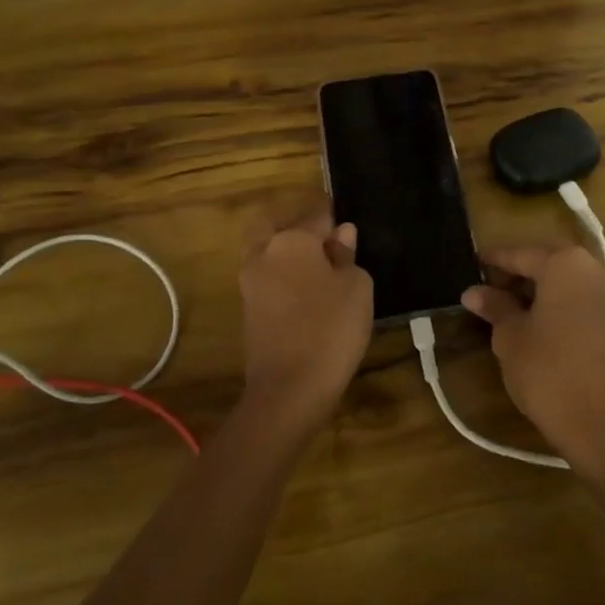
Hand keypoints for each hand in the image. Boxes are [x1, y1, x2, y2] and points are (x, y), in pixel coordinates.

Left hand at [238, 197, 373, 429]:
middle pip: (275, 225)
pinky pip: (268, 279)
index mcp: (291, 241)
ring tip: (322, 268)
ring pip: (268, 253)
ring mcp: (251, 283)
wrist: (290, 388)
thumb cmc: (331, 328)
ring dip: (288, 253)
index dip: (334, 216)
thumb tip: (341, 235)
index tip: (348, 220)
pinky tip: (309, 292)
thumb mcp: (356, 287)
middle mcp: (264, 254)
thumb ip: (346, 256)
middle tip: (325, 238)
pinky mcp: (248, 310)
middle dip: (297, 226)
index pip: (316, 215)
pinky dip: (284, 277)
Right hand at [461, 244, 604, 468]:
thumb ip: (495, 307)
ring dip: (538, 290)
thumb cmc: (548, 371)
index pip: (521, 253)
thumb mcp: (511, 337)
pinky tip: (536, 323)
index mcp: (566, 264)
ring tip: (507, 308)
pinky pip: (581, 300)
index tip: (472, 265)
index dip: (494, 260)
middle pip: (548, 262)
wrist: (603, 424)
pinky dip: (558, 304)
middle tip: (487, 289)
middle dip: (518, 273)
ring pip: (566, 282)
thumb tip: (474, 292)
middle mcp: (594, 269)